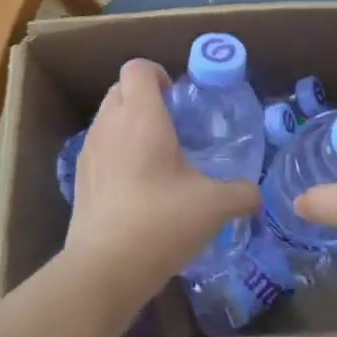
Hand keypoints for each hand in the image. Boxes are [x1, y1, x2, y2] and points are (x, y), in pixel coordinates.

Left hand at [63, 59, 259, 310]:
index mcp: (141, 117)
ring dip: (129, 124)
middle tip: (173, 124)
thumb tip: (257, 195)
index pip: (138, 68)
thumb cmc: (161, 222)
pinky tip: (138, 185)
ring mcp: (89, 151)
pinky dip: (116, 151)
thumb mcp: (214, 207)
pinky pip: (99, 147)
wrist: (105, 268)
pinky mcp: (80, 178)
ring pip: (107, 118)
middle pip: (120, 89)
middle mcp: (110, 125)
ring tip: (157, 156)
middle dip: (145, 96)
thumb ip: (241, 194)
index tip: (178, 97)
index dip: (159, 73)